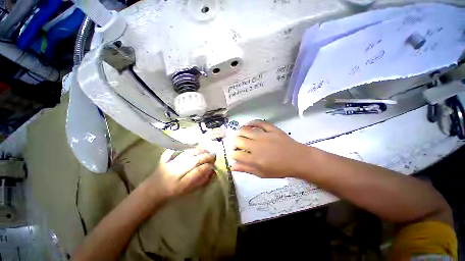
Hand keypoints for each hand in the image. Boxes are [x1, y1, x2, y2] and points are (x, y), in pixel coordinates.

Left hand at [149, 148, 215, 198]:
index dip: (206, 166)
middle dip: (205, 157)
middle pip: (193, 161)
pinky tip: (191, 144)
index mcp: (180, 184)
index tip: (213, 164)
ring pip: (186, 154)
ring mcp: (168, 165)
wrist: (153, 191)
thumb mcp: (188, 192)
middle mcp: (174, 173)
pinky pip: (173, 150)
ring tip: (205, 149)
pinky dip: (182, 146)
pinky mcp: (163, 159)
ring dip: (198, 150)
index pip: (197, 172)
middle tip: (213, 154)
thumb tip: (211, 172)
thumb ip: (200, 182)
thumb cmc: (173, 193)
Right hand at [231, 120, 308, 177]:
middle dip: (234, 142)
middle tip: (237, 145)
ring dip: (240, 132)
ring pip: (245, 130)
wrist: (298, 159)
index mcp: (254, 159)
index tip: (233, 154)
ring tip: (241, 135)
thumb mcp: (262, 173)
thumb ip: (246, 169)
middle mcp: (256, 145)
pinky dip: (252, 122)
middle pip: (238, 140)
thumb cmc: (280, 169)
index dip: (232, 154)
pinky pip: (259, 122)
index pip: (236, 154)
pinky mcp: (271, 129)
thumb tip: (232, 166)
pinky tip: (249, 124)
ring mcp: (264, 135)